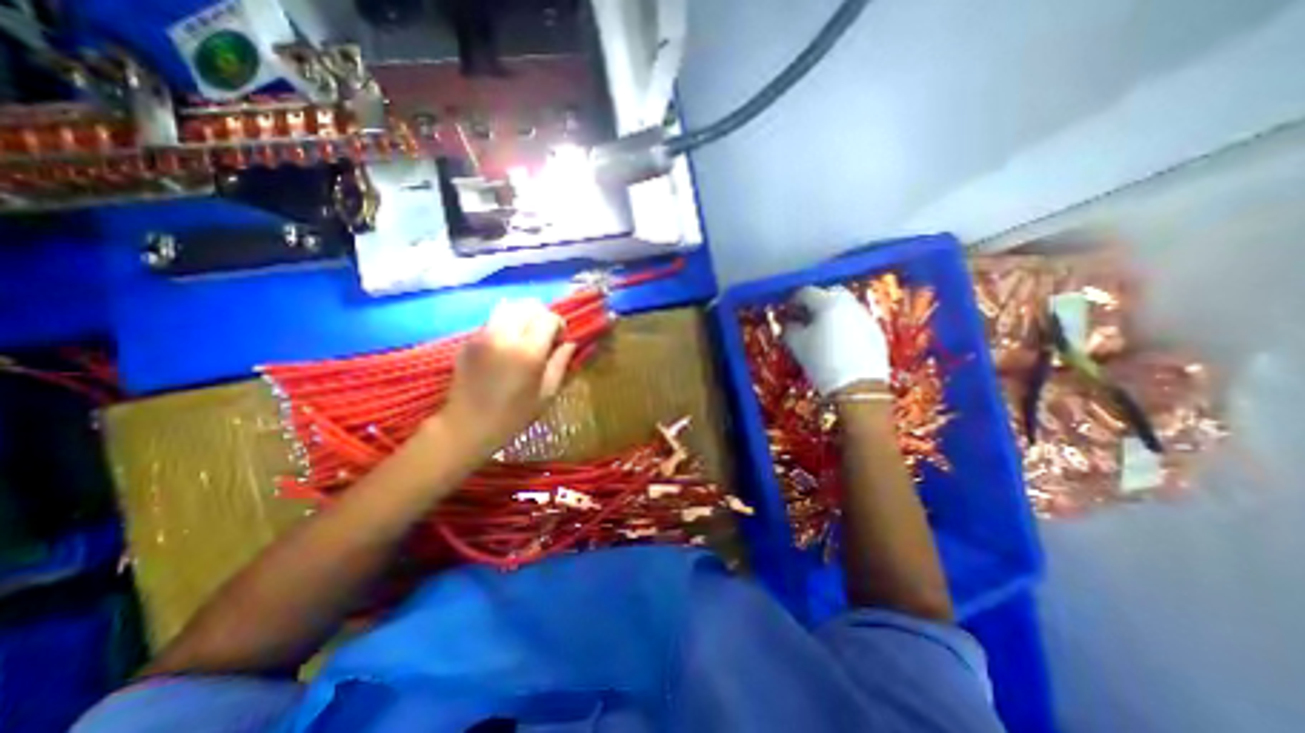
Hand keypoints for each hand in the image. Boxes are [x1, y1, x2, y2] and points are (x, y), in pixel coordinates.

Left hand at [437, 296, 574, 458]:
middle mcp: (504, 336)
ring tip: (527, 334)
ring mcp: (483, 335)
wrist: (467, 426)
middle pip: (528, 305)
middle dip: (542, 315)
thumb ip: (560, 363)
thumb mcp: (546, 393)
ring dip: (523, 315)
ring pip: (508, 306)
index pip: (548, 318)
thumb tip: (570, 343)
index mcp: (528, 351)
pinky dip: (505, 322)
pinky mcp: (469, 339)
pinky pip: (492, 319)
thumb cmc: (513, 415)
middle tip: (545, 334)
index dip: (559, 324)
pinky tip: (507, 343)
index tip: (560, 338)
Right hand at [778, 284, 891, 398]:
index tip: (786, 313)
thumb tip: (789, 323)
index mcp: (828, 302)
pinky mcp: (876, 332)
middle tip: (805, 318)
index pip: (806, 292)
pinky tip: (839, 343)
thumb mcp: (797, 345)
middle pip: (829, 293)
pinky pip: (857, 321)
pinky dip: (845, 325)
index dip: (793, 301)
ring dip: (832, 313)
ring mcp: (866, 317)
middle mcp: (849, 303)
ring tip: (821, 331)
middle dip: (815, 302)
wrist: (858, 387)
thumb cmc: (822, 361)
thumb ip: (789, 328)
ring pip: (845, 306)